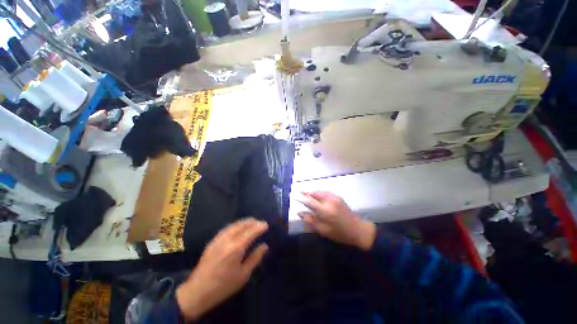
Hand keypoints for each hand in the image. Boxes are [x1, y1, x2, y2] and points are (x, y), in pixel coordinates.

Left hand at [176, 218, 268, 320]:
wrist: (197, 292)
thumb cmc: (223, 286)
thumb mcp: (243, 275)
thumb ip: (255, 258)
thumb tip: (265, 246)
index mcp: (236, 248)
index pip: (251, 232)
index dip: (259, 227)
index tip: (266, 224)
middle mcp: (227, 240)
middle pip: (242, 225)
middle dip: (252, 222)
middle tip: (260, 222)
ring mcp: (218, 239)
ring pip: (234, 225)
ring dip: (244, 222)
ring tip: (251, 222)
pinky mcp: (212, 241)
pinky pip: (227, 228)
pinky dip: (235, 225)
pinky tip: (238, 227)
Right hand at [298, 191, 375, 250]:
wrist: (357, 230)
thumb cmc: (339, 233)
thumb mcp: (323, 230)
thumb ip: (310, 220)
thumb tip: (299, 213)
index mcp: (325, 211)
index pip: (309, 202)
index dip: (301, 198)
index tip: (294, 196)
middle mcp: (329, 201)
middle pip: (314, 193)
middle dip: (306, 193)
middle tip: (300, 192)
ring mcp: (334, 198)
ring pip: (320, 191)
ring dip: (312, 192)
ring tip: (306, 193)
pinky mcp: (338, 197)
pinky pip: (326, 192)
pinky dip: (319, 192)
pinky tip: (317, 194)